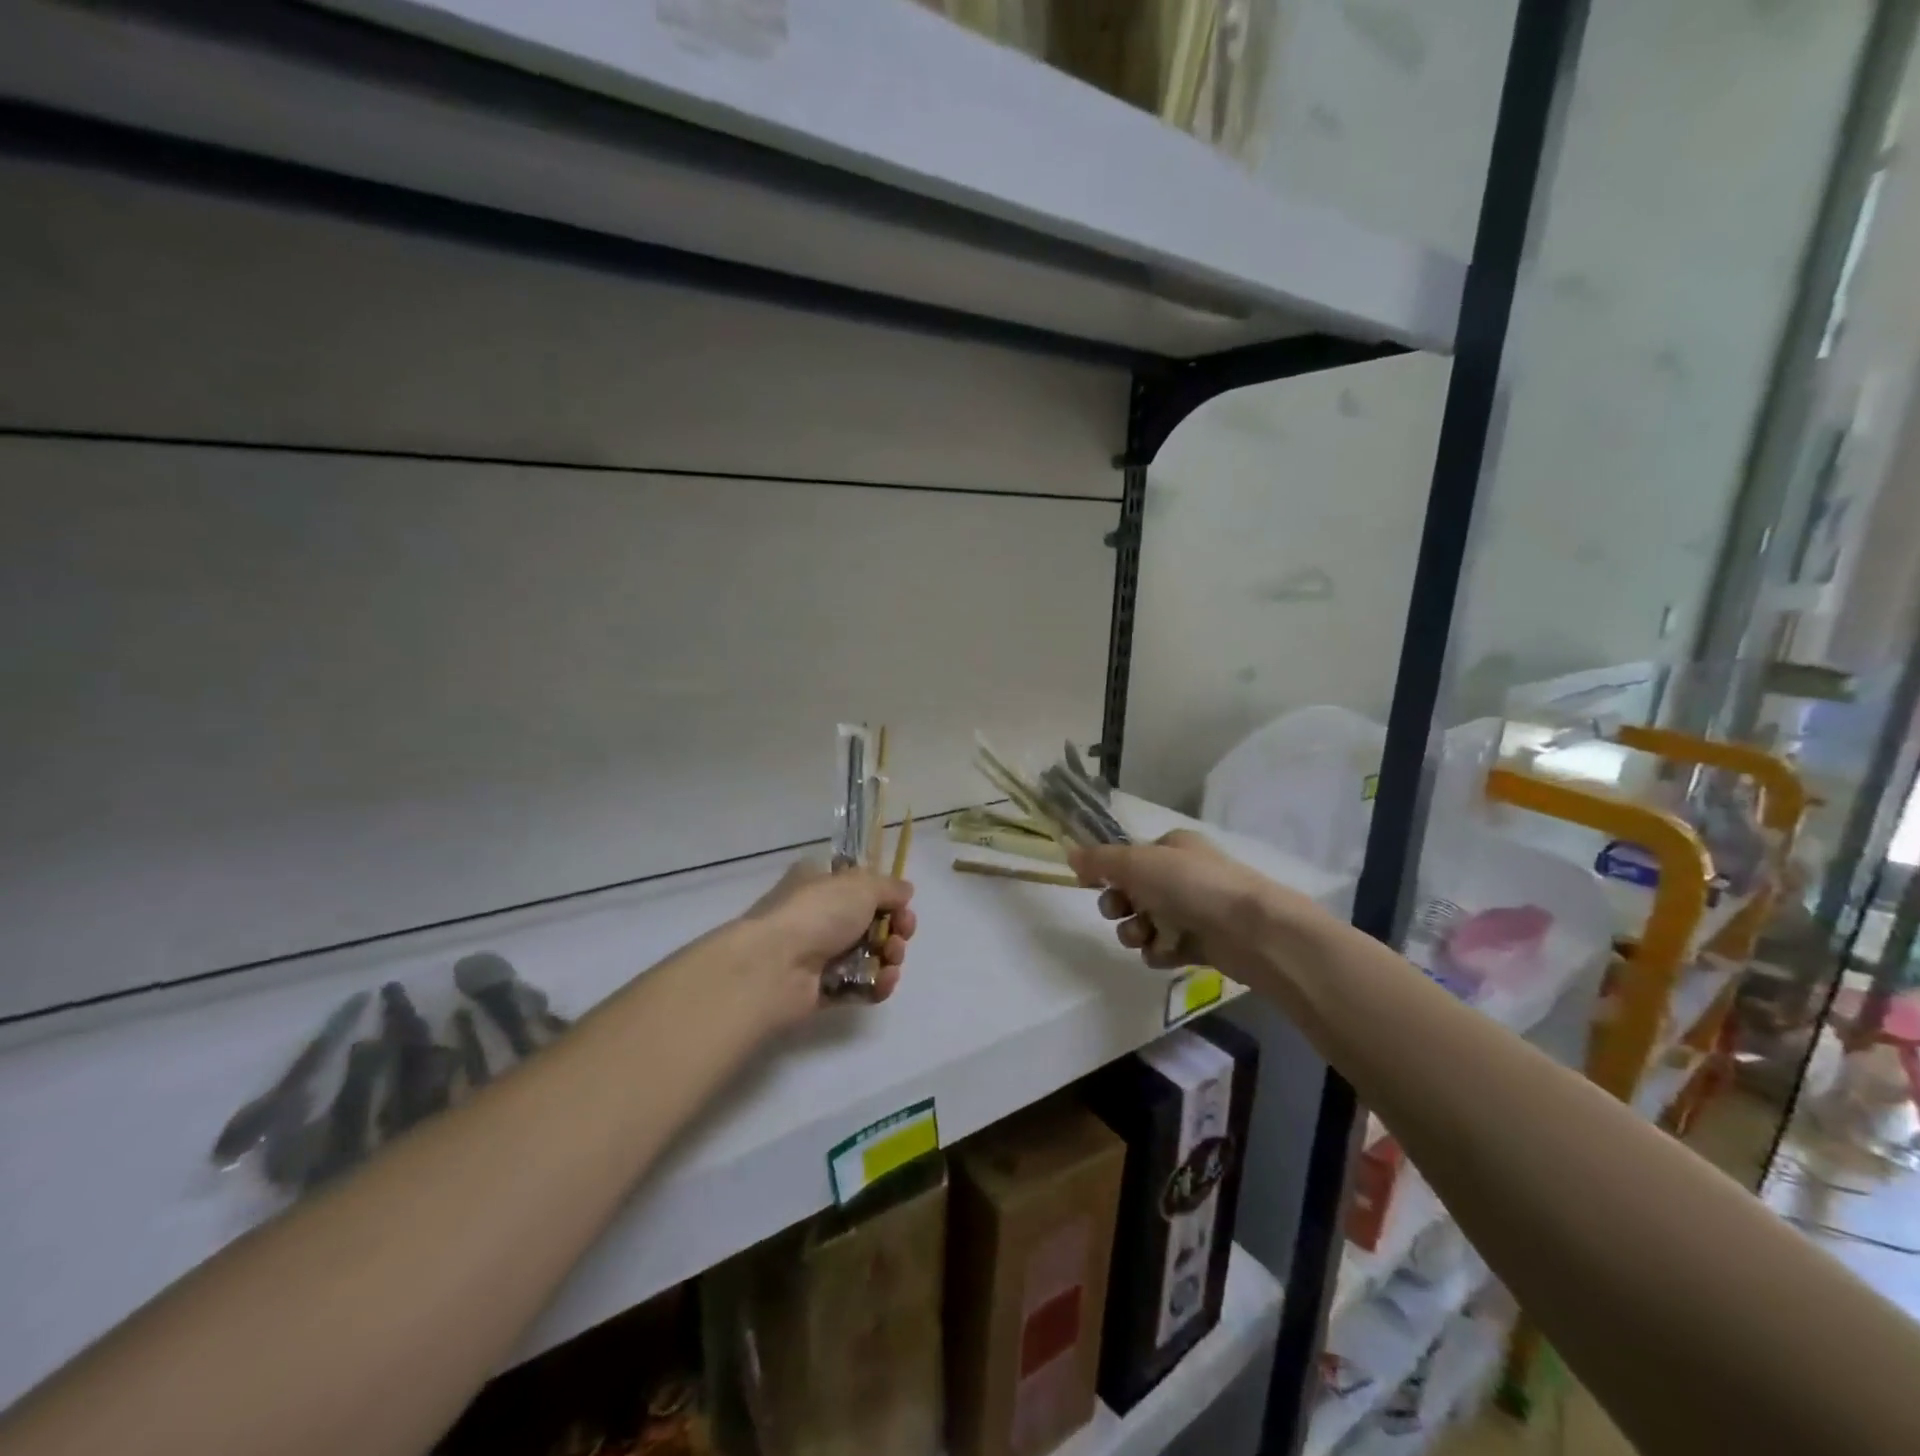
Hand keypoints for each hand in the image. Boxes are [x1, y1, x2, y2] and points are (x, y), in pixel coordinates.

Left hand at [741, 859, 916, 1022]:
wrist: (774, 966)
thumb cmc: (816, 913)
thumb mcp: (860, 885)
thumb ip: (889, 887)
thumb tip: (905, 892)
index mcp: (820, 882)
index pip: (858, 885)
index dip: (884, 895)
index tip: (902, 904)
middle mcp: (818, 916)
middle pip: (869, 922)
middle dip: (894, 928)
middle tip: (901, 933)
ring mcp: (818, 955)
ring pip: (869, 955)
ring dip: (890, 956)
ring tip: (890, 958)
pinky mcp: (821, 990)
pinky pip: (859, 986)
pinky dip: (877, 984)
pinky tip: (884, 980)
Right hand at [1068, 830, 1267, 971]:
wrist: (1252, 930)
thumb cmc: (1192, 885)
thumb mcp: (1138, 863)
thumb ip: (1100, 861)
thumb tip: (1069, 853)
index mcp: (1171, 847)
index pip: (1129, 857)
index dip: (1108, 872)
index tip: (1091, 885)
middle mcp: (1183, 875)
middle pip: (1133, 892)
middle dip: (1119, 906)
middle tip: (1119, 912)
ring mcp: (1194, 910)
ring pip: (1146, 922)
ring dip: (1136, 931)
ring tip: (1145, 937)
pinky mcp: (1203, 943)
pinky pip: (1166, 948)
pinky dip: (1160, 952)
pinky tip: (1165, 953)